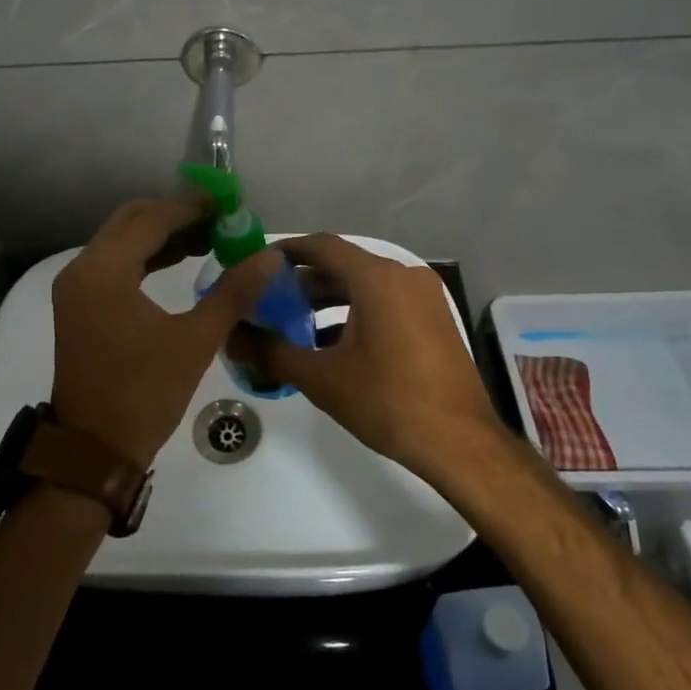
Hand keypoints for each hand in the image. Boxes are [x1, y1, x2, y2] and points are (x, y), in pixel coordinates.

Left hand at [50, 196, 279, 468]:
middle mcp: (82, 270)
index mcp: (104, 272)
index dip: (192, 207)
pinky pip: (114, 264)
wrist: (94, 449)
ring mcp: (76, 288)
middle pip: (131, 221)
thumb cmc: (144, 393)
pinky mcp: (79, 305)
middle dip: (175, 215)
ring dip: (161, 235)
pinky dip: (145, 257)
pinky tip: (179, 261)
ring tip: (209, 238)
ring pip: (121, 241)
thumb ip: (234, 292)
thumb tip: (270, 255)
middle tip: (219, 220)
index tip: (229, 203)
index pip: (151, 220)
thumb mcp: (195, 341)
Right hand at [226, 234, 509, 484]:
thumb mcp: (321, 378)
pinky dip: (354, 314)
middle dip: (302, 282)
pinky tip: (330, 344)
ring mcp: (423, 297)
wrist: (459, 443)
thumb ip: (271, 352)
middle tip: (267, 302)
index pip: (321, 246)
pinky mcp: (433, 318)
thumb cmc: (387, 401)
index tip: (256, 267)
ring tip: (293, 325)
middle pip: (342, 265)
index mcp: (376, 278)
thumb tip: (232, 337)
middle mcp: (403, 276)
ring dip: (327, 300)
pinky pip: (385, 302)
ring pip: (364, 286)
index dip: (285, 252)